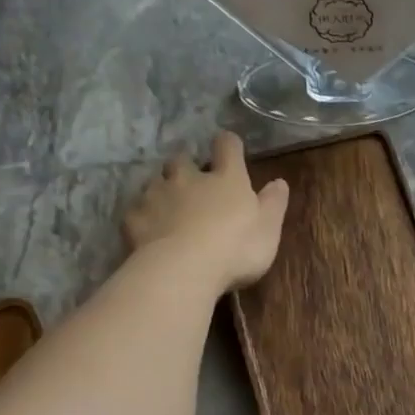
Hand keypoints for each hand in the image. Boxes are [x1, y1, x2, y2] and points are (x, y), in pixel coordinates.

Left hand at [122, 131, 289, 291]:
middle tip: (194, 185)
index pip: (227, 147)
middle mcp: (189, 178)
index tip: (230, 148)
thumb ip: (274, 204)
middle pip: (182, 160)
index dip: (229, 145)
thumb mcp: (269, 230)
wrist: (183, 269)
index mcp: (226, 179)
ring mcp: (157, 195)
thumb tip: (279, 182)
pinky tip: (151, 231)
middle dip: (187, 168)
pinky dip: (145, 217)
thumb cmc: (236, 249)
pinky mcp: (135, 217)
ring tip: (170, 209)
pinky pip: (137, 210)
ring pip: (156, 182)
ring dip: (163, 190)